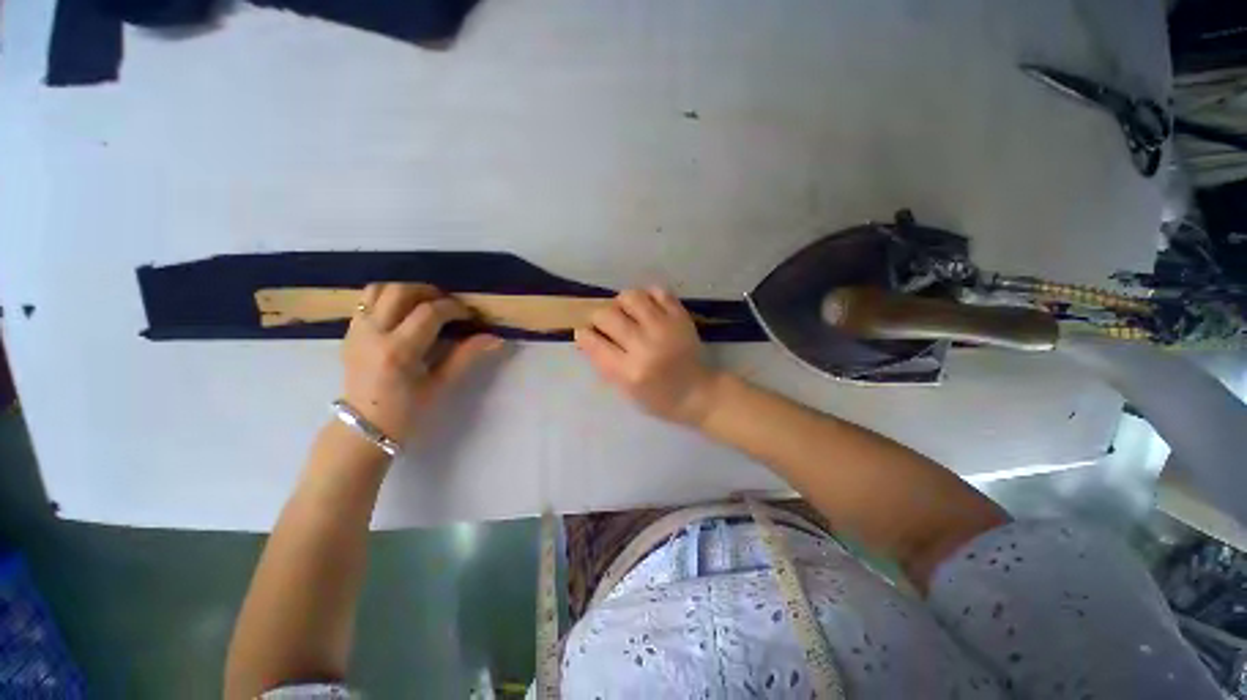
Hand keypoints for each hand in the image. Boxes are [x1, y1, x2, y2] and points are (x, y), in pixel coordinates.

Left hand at [341, 283, 502, 441]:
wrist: (364, 427)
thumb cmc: (407, 410)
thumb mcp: (441, 384)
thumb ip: (466, 356)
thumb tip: (495, 338)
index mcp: (399, 351)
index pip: (429, 312)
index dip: (454, 308)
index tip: (469, 316)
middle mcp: (373, 334)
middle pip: (401, 291)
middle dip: (430, 292)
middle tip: (448, 305)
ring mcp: (357, 331)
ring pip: (379, 289)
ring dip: (407, 290)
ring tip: (425, 304)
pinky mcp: (349, 332)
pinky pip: (367, 300)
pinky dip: (388, 298)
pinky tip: (404, 313)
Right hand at [574, 288, 721, 425]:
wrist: (698, 393)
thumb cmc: (658, 398)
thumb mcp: (626, 390)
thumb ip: (604, 363)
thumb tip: (586, 337)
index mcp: (630, 371)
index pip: (594, 342)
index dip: (584, 335)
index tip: (585, 333)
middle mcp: (646, 346)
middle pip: (607, 315)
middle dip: (599, 317)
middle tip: (605, 324)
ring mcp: (665, 328)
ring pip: (631, 297)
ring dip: (622, 303)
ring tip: (626, 312)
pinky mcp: (681, 317)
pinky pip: (658, 292)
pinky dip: (648, 296)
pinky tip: (647, 308)